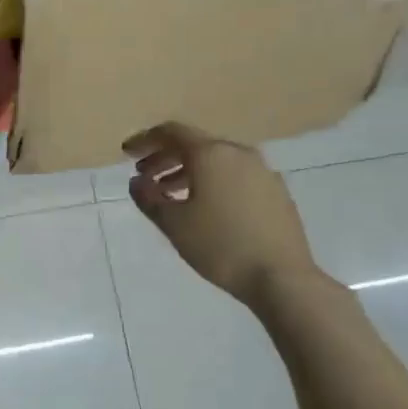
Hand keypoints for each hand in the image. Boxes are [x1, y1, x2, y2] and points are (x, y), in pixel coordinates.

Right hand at [124, 122, 319, 308]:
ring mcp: (262, 171)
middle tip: (144, 176)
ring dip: (187, 171)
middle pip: (195, 144)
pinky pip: (234, 175)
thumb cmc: (219, 245)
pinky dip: (211, 182)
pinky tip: (203, 206)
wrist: (280, 276)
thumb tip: (138, 182)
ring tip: (168, 194)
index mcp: (211, 154)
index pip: (172, 132)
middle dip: (165, 157)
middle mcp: (239, 153)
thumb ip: (149, 198)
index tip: (127, 153)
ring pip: (216, 161)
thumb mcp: (173, 224)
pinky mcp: (275, 191)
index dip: (145, 140)